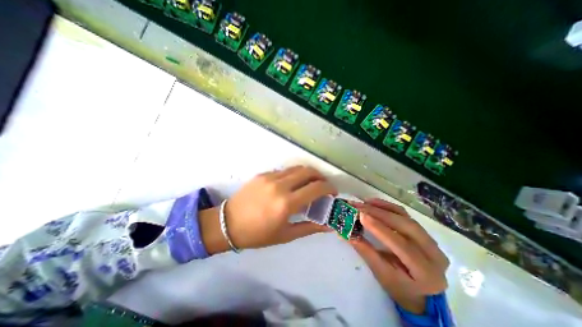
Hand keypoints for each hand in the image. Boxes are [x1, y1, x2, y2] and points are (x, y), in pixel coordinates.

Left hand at [201, 166, 336, 252]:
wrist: (228, 223)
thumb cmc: (258, 234)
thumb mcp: (286, 235)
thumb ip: (310, 227)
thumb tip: (328, 225)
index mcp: (286, 203)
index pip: (316, 188)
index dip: (329, 188)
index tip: (332, 193)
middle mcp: (280, 186)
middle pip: (308, 171)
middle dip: (320, 176)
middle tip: (323, 186)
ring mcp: (270, 177)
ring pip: (296, 168)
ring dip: (307, 174)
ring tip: (309, 183)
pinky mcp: (263, 174)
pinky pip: (284, 171)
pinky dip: (293, 175)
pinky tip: (291, 184)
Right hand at [350, 199, 448, 311]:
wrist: (419, 291)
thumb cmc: (399, 287)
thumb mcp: (381, 274)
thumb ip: (366, 251)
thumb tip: (347, 233)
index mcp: (427, 273)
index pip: (402, 246)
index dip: (380, 229)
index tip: (361, 216)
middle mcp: (434, 254)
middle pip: (406, 226)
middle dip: (379, 214)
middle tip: (359, 207)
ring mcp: (431, 240)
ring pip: (405, 217)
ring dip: (382, 207)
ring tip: (364, 202)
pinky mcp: (422, 230)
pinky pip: (404, 214)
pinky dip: (387, 206)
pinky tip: (373, 202)